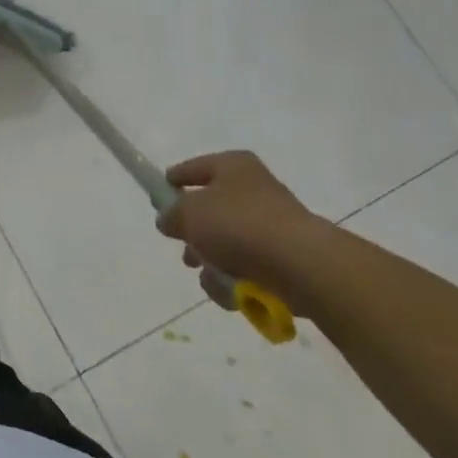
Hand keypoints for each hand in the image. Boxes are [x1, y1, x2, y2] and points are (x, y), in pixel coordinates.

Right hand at [155, 150, 329, 308]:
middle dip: (193, 233)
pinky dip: (233, 280)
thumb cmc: (238, 225)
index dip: (172, 182)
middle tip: (184, 246)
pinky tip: (230, 290)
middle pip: (210, 209)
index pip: (192, 168)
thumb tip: (169, 220)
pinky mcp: (282, 257)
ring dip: (211, 261)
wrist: (300, 264)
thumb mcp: (187, 214)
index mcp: (232, 166)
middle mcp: (254, 189)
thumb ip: (170, 214)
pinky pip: (245, 266)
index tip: (157, 199)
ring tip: (208, 274)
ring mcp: (271, 223)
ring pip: (225, 241)